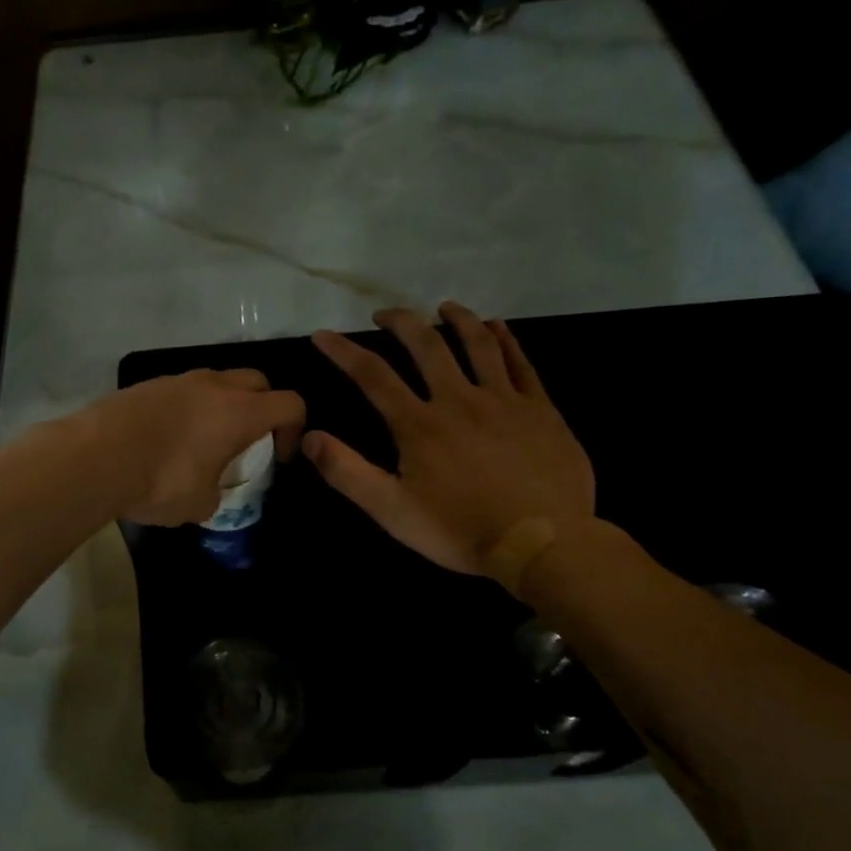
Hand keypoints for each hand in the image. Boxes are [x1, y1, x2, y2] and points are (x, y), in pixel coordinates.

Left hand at [91, 368, 306, 525]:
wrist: (94, 458)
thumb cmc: (160, 481)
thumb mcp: (199, 504)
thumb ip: (215, 494)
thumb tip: (207, 492)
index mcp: (239, 412)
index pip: (290, 404)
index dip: (295, 429)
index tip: (279, 456)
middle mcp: (214, 386)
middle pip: (257, 381)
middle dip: (263, 407)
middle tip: (248, 440)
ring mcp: (178, 380)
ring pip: (217, 381)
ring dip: (223, 404)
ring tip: (205, 439)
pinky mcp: (147, 385)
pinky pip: (182, 390)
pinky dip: (188, 407)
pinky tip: (168, 437)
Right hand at [305, 302, 594, 574]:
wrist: (541, 544)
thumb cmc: (460, 531)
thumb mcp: (391, 511)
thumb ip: (347, 473)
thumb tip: (308, 437)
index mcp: (419, 425)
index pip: (372, 375)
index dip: (343, 351)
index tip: (323, 334)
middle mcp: (459, 400)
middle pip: (426, 345)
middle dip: (401, 322)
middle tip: (385, 314)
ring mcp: (504, 400)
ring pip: (478, 344)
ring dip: (457, 319)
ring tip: (444, 306)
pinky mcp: (541, 410)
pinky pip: (522, 363)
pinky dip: (507, 340)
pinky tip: (498, 327)